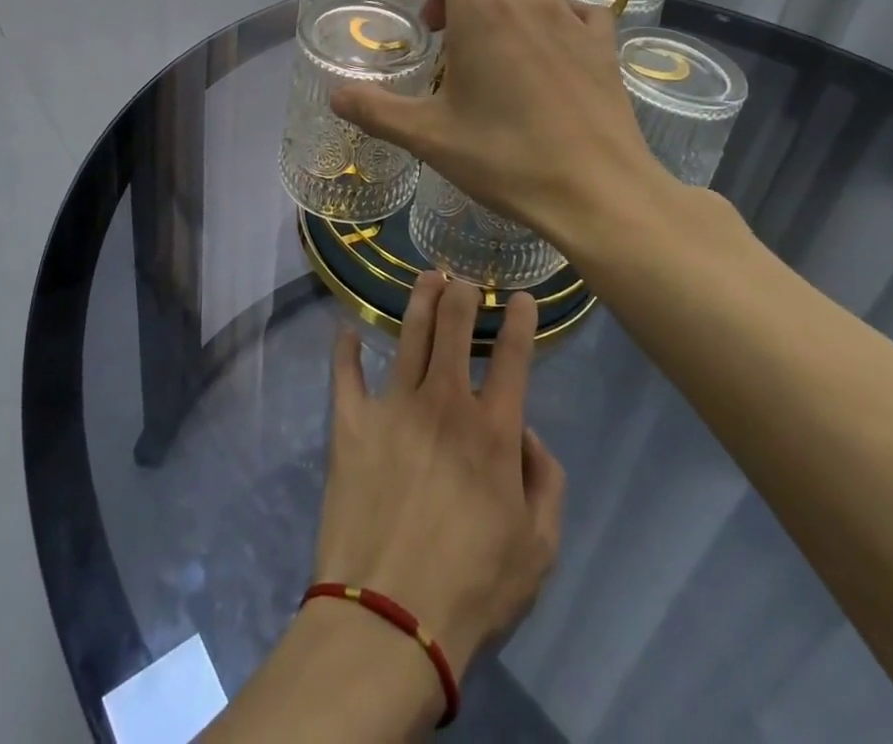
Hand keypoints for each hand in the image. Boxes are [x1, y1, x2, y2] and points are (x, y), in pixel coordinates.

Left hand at [311, 271, 564, 680]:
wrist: (389, 616)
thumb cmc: (473, 588)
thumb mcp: (539, 549)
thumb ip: (547, 483)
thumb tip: (529, 433)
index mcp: (492, 431)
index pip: (513, 358)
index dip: (521, 321)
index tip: (521, 296)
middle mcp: (444, 403)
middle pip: (454, 329)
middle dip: (462, 294)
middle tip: (463, 277)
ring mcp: (393, 406)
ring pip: (410, 335)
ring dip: (420, 300)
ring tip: (427, 277)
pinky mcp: (351, 421)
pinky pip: (346, 373)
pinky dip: (346, 349)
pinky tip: (346, 330)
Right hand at [331, 0, 676, 253]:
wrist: (597, 189)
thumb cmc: (506, 157)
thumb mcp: (429, 137)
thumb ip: (376, 110)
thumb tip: (336, 96)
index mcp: (482, 11)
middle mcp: (528, 1)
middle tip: (437, 33)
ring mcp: (572, 19)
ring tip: (488, 35)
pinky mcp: (604, 44)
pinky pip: (576, 7)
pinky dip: (552, 12)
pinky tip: (548, 42)